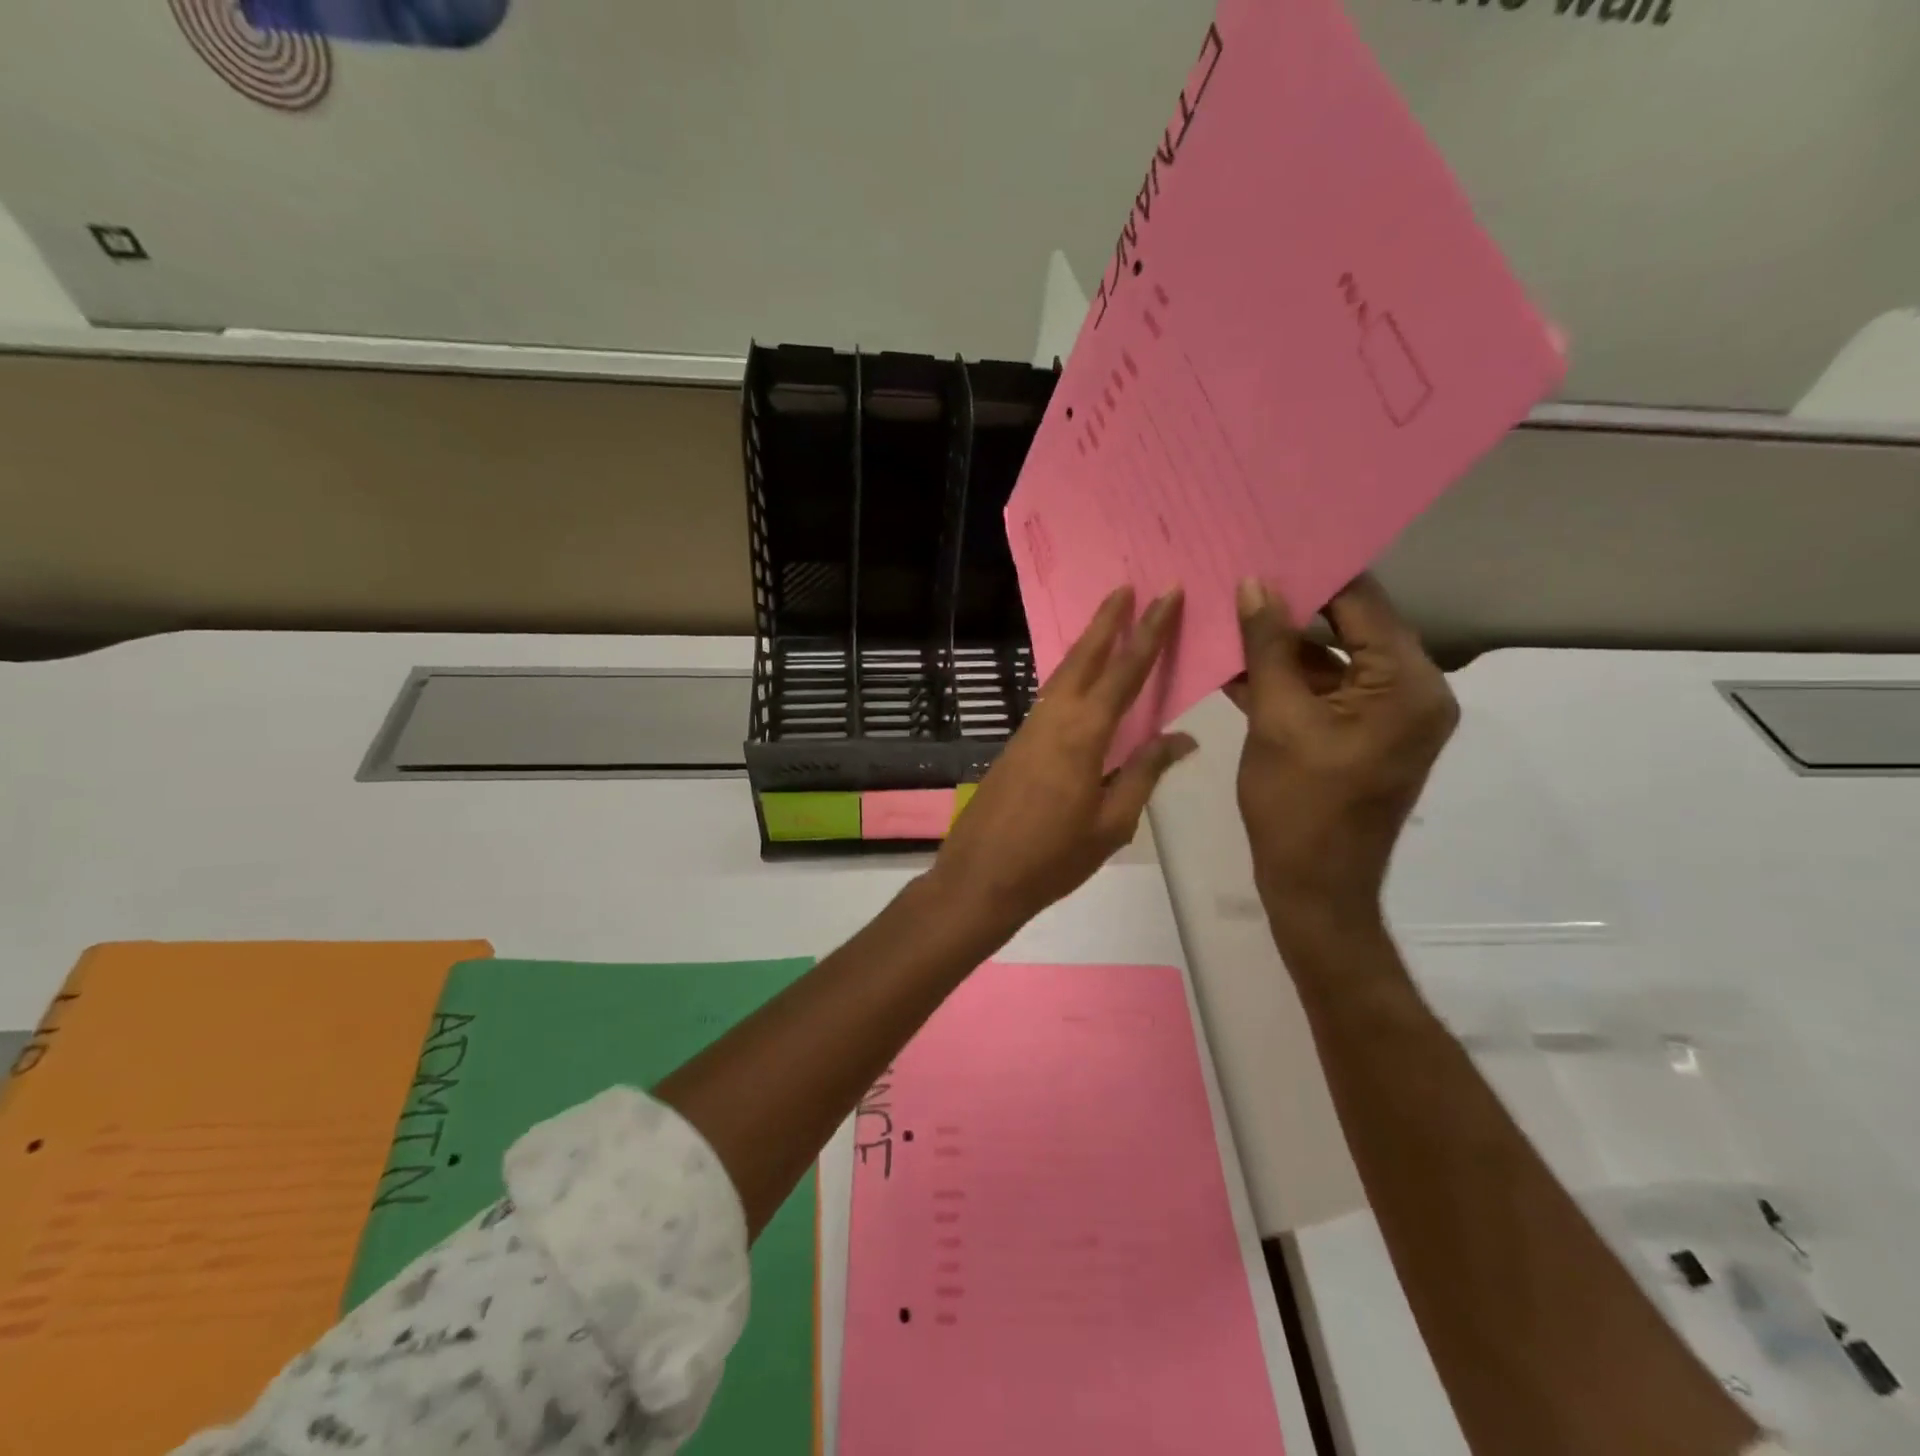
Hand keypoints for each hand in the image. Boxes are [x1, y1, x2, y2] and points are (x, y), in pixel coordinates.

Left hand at [929, 585, 1195, 937]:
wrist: (981, 877)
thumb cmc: (1053, 858)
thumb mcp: (1111, 823)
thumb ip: (1143, 774)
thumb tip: (1180, 738)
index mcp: (1083, 735)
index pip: (1125, 672)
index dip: (1149, 632)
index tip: (1165, 594)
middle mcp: (1054, 720)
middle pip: (1084, 658)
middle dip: (1107, 620)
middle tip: (1126, 585)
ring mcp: (1030, 730)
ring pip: (1063, 675)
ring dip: (1087, 645)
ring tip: (1108, 621)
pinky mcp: (1017, 745)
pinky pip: (1051, 698)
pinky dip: (1070, 676)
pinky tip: (1080, 681)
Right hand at [1230, 575, 1456, 938]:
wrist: (1314, 886)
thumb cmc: (1298, 805)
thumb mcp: (1277, 720)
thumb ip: (1268, 647)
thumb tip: (1253, 584)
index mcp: (1407, 683)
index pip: (1362, 603)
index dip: (1313, 572)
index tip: (1265, 543)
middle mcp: (1411, 690)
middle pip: (1349, 627)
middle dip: (1292, 604)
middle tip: (1240, 573)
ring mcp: (1387, 714)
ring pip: (1331, 659)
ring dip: (1282, 643)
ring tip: (1229, 610)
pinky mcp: (1361, 733)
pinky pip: (1325, 690)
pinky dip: (1287, 678)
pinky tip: (1236, 658)